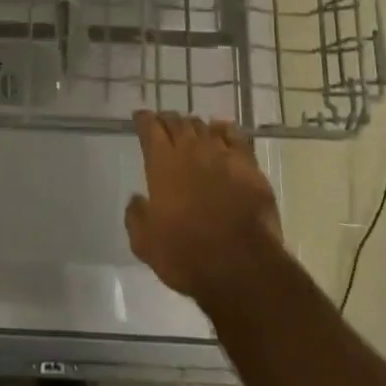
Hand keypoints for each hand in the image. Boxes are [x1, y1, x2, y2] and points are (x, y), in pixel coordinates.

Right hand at [125, 110, 282, 303]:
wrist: (242, 267)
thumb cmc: (187, 256)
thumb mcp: (145, 243)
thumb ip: (136, 216)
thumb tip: (137, 199)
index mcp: (163, 163)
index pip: (150, 128)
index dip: (143, 120)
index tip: (140, 118)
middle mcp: (191, 150)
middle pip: (177, 122)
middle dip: (167, 120)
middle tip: (164, 124)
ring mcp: (222, 155)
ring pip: (204, 127)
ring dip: (194, 127)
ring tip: (190, 131)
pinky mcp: (249, 166)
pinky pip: (235, 136)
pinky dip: (224, 130)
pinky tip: (221, 132)